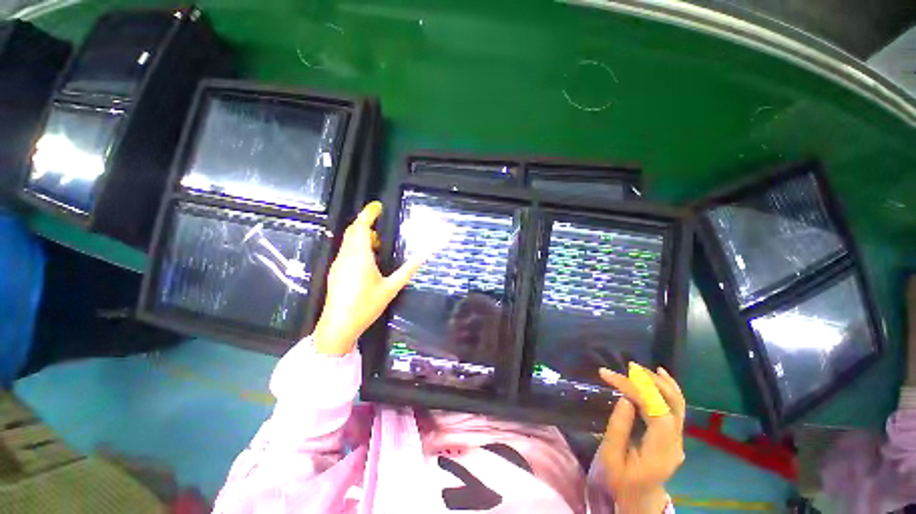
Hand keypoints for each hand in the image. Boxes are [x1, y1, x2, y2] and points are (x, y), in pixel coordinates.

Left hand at [312, 201, 423, 355]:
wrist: (338, 326)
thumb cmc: (365, 306)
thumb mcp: (391, 288)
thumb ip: (407, 270)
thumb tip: (424, 255)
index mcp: (359, 256)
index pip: (361, 226)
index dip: (368, 213)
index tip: (378, 206)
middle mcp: (346, 256)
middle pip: (353, 231)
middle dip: (365, 222)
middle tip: (380, 221)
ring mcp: (338, 264)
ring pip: (348, 241)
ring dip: (361, 235)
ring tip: (378, 241)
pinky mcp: (336, 272)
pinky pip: (346, 250)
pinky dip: (357, 246)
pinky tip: (368, 258)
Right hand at [598, 366, 685, 512]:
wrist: (640, 500)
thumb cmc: (621, 481)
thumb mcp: (611, 458)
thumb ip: (618, 429)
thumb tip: (625, 398)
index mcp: (660, 453)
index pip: (657, 413)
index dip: (636, 390)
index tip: (610, 376)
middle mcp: (675, 444)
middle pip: (673, 406)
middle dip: (651, 381)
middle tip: (628, 367)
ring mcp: (678, 440)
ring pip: (678, 404)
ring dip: (660, 382)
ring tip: (639, 368)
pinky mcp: (674, 435)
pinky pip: (676, 408)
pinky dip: (667, 389)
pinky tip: (660, 376)